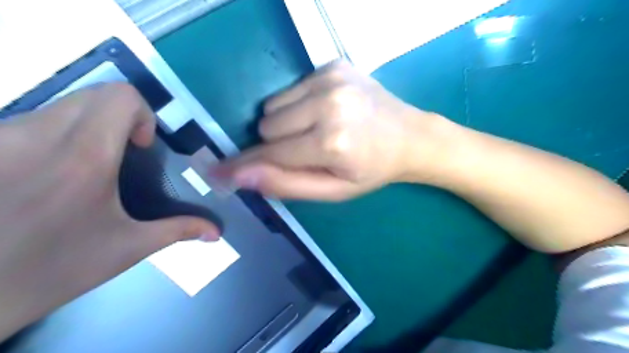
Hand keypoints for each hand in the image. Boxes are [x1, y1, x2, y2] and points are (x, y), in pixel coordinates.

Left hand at [0, 84, 218, 340]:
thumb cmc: (55, 269)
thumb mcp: (128, 248)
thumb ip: (179, 230)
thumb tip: (217, 232)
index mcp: (85, 157)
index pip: (120, 96)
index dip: (143, 114)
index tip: (142, 147)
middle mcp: (39, 135)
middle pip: (95, 93)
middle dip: (121, 116)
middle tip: (126, 153)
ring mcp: (2, 137)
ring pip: (64, 103)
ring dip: (91, 124)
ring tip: (92, 165)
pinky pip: (34, 119)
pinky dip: (61, 133)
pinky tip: (55, 172)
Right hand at [218, 60, 451, 200]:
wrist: (409, 136)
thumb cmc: (371, 170)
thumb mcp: (333, 191)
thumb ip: (287, 184)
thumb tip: (241, 176)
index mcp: (331, 142)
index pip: (272, 154)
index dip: (244, 165)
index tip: (218, 171)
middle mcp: (328, 104)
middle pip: (268, 126)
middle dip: (278, 144)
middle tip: (307, 150)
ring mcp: (330, 79)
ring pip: (273, 105)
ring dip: (286, 123)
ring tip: (315, 130)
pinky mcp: (332, 65)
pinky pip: (290, 88)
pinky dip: (297, 105)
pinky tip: (324, 111)